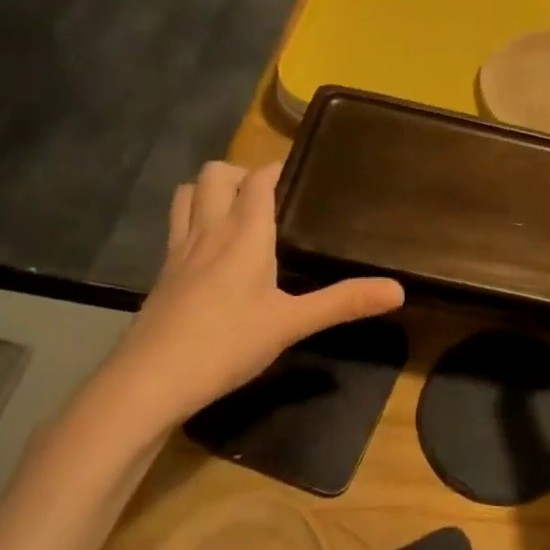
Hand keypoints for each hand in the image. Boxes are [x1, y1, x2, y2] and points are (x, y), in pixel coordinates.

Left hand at [102, 160, 403, 431]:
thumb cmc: (226, 344)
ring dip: (211, 190)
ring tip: (238, 212)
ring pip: (188, 194)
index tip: (303, 171)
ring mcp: (179, 250)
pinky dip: (194, 218)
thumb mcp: (292, 324)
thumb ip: (343, 302)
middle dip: (242, 173)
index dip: (278, 168)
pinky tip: (211, 251)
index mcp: (244, 234)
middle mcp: (208, 230)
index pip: (258, 179)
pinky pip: (176, 225)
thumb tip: (398, 290)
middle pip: (216, 174)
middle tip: (272, 197)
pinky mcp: (163, 273)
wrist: (150, 381)